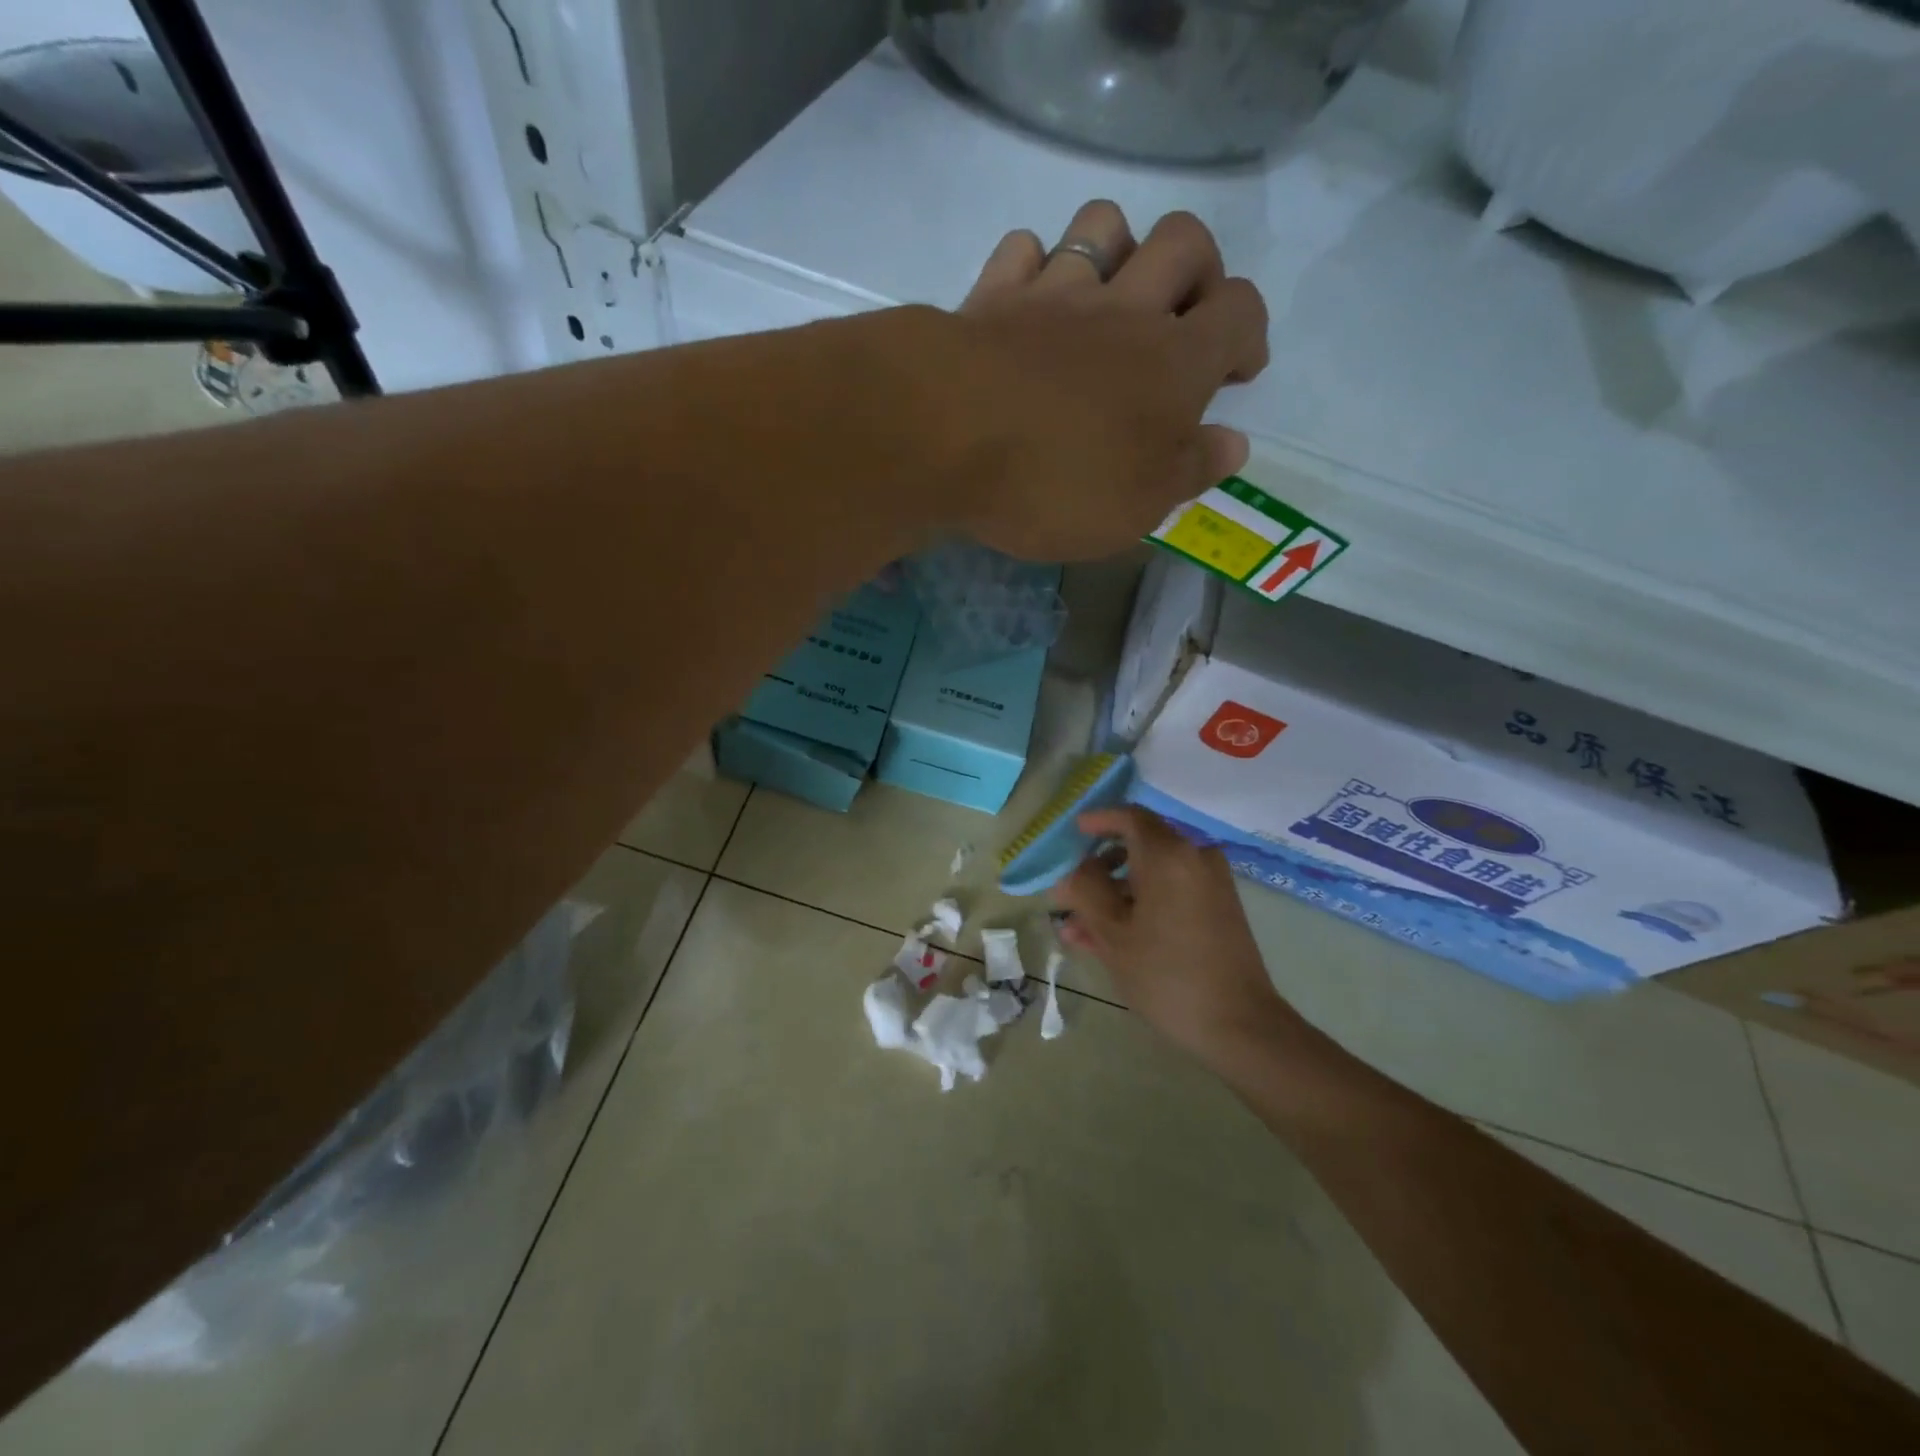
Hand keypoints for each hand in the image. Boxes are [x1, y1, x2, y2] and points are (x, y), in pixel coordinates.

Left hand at [936, 201, 1269, 561]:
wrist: (949, 438)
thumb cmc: (1057, 485)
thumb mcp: (1139, 507)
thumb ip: (1190, 472)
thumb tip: (1232, 442)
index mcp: (1175, 362)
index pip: (1241, 311)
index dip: (1248, 334)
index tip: (1235, 372)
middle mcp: (1124, 310)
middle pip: (1186, 240)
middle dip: (1197, 270)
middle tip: (1180, 320)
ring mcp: (1055, 294)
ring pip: (1103, 224)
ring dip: (1117, 249)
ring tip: (1108, 298)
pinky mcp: (992, 296)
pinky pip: (1022, 250)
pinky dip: (1033, 266)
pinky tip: (1029, 301)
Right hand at [1051, 806, 1297, 1064]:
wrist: (1240, 1024)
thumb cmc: (1167, 975)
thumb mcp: (1113, 934)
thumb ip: (1085, 893)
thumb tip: (1071, 873)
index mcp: (1169, 855)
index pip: (1129, 816)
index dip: (1098, 820)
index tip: (1073, 833)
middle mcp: (1195, 856)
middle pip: (1140, 845)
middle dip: (1100, 867)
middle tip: (1071, 892)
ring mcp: (1211, 882)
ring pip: (1153, 873)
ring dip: (1116, 892)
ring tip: (1081, 929)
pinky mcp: (1219, 907)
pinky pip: (1171, 890)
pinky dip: (1142, 903)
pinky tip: (1112, 937)